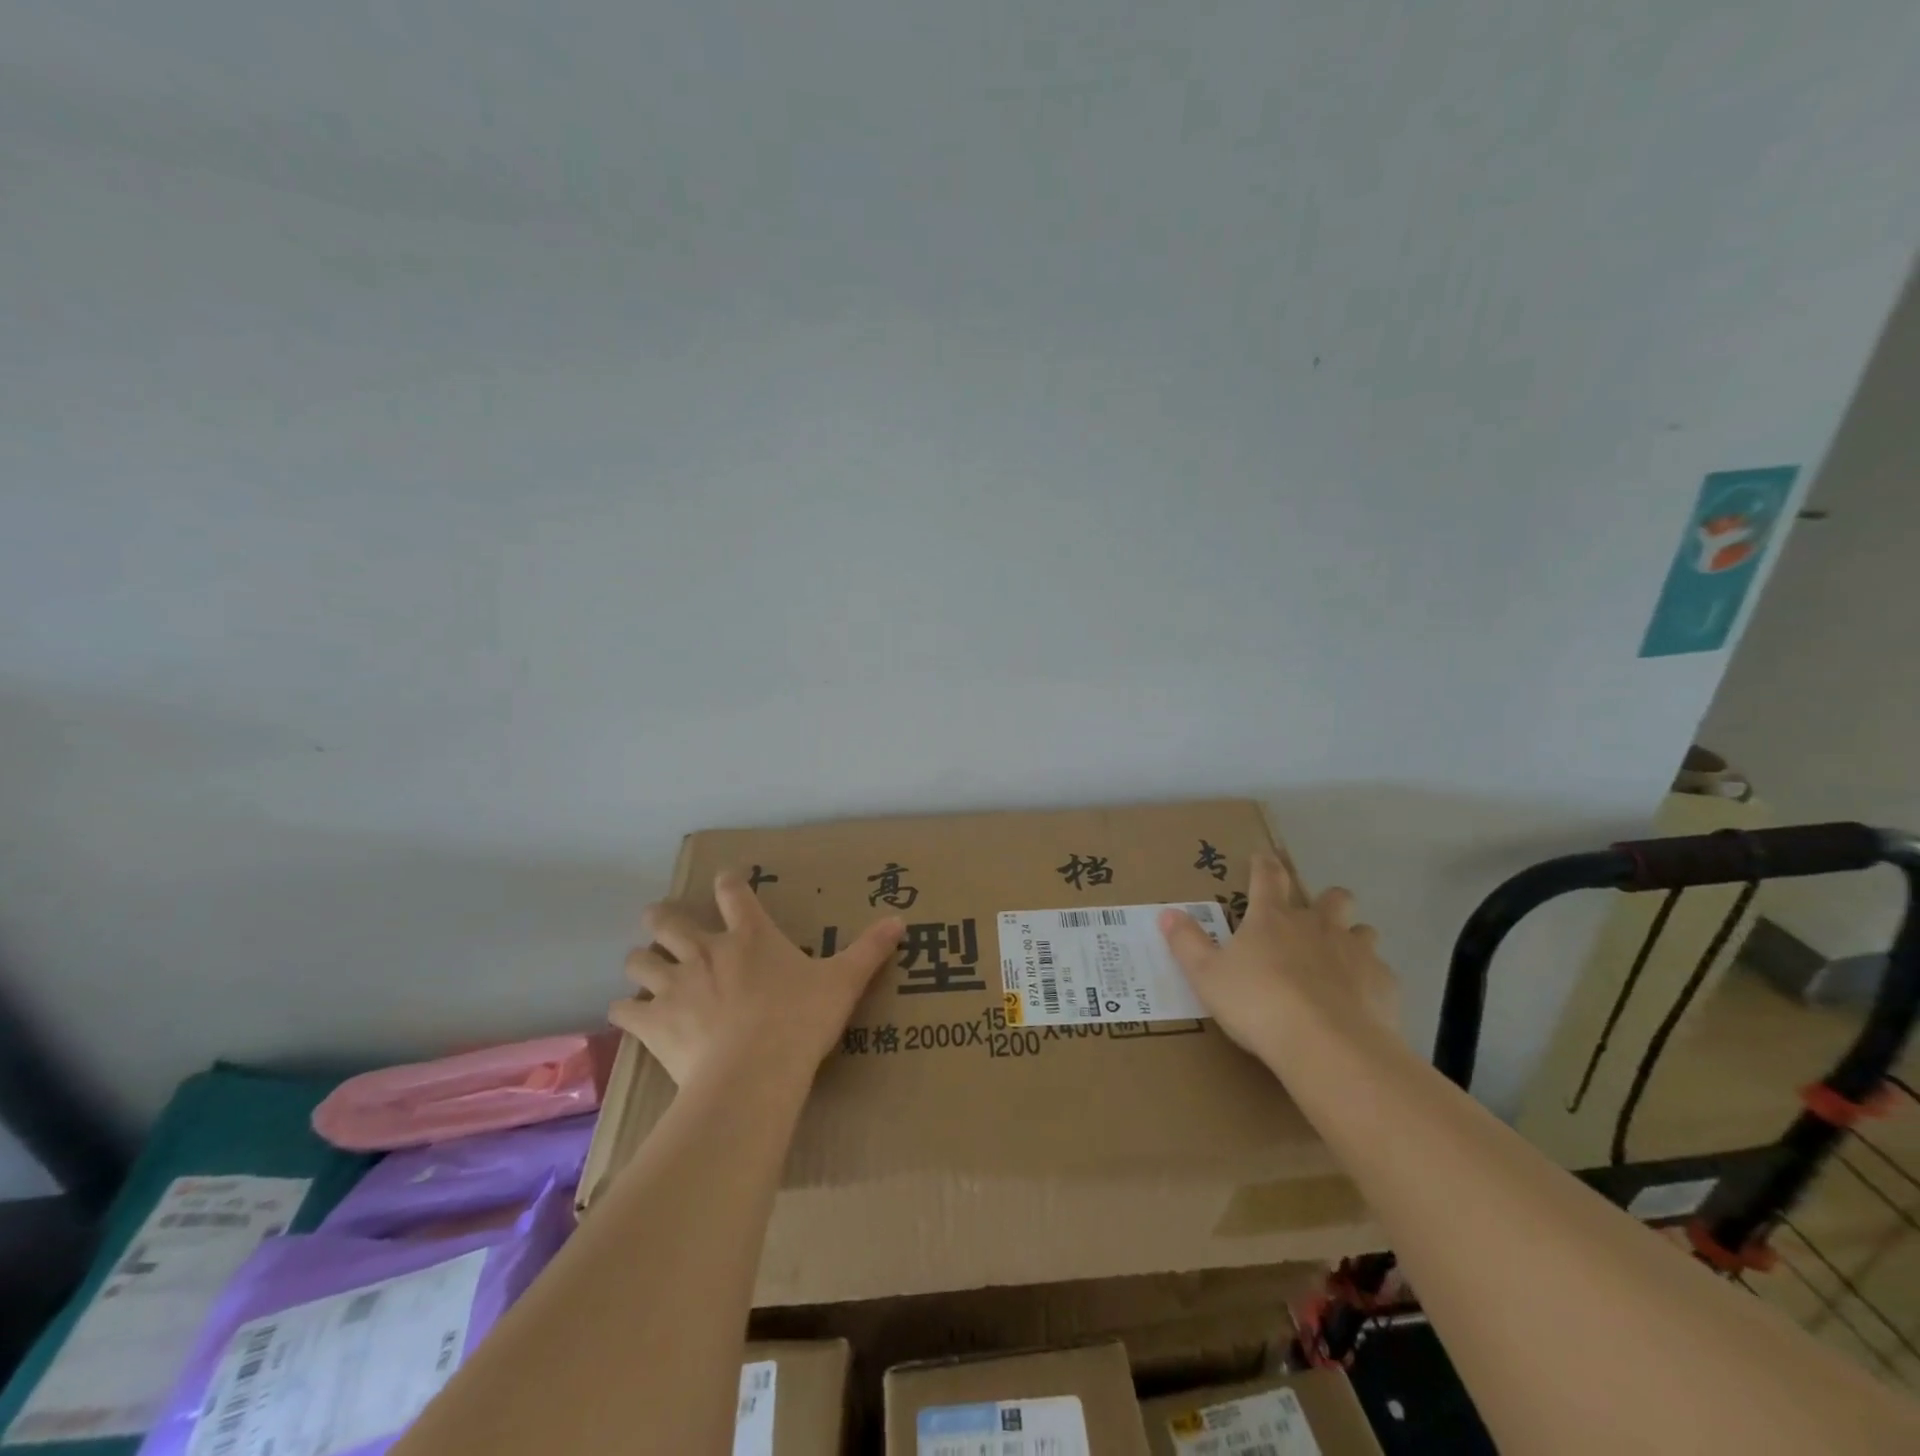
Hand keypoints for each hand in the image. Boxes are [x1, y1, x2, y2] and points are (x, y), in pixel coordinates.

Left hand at [610, 870, 903, 1088]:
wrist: (754, 1073)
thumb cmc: (800, 1020)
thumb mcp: (843, 982)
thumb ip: (869, 950)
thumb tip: (900, 921)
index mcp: (749, 936)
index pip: (732, 891)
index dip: (727, 881)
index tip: (726, 880)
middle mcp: (705, 950)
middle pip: (666, 919)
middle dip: (661, 918)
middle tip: (664, 923)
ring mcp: (674, 984)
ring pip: (637, 959)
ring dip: (640, 961)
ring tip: (646, 969)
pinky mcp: (653, 1021)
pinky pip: (623, 1009)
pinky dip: (624, 1009)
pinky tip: (630, 1014)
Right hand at [1158, 853, 1398, 1063]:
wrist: (1327, 1046)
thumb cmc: (1258, 1004)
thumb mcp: (1206, 976)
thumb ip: (1187, 943)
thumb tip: (1167, 913)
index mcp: (1272, 919)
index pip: (1268, 877)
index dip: (1265, 864)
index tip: (1264, 856)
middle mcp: (1317, 926)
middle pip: (1332, 897)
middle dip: (1327, 900)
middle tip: (1314, 918)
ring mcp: (1356, 952)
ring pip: (1363, 931)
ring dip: (1353, 939)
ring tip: (1340, 961)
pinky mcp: (1384, 984)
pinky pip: (1381, 972)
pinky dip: (1370, 981)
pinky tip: (1359, 1002)